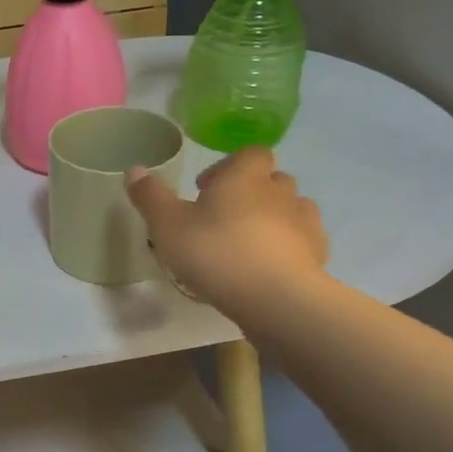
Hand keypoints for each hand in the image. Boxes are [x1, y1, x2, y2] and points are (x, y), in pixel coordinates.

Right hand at [126, 148, 328, 333]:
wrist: (275, 298)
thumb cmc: (216, 252)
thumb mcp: (167, 226)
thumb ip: (150, 197)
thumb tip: (134, 169)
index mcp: (244, 177)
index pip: (249, 154)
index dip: (229, 165)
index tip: (207, 187)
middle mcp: (279, 192)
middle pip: (272, 179)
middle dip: (251, 192)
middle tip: (224, 216)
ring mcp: (304, 222)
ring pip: (292, 208)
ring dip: (274, 217)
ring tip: (249, 242)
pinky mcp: (317, 254)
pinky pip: (304, 240)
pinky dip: (290, 246)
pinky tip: (270, 266)